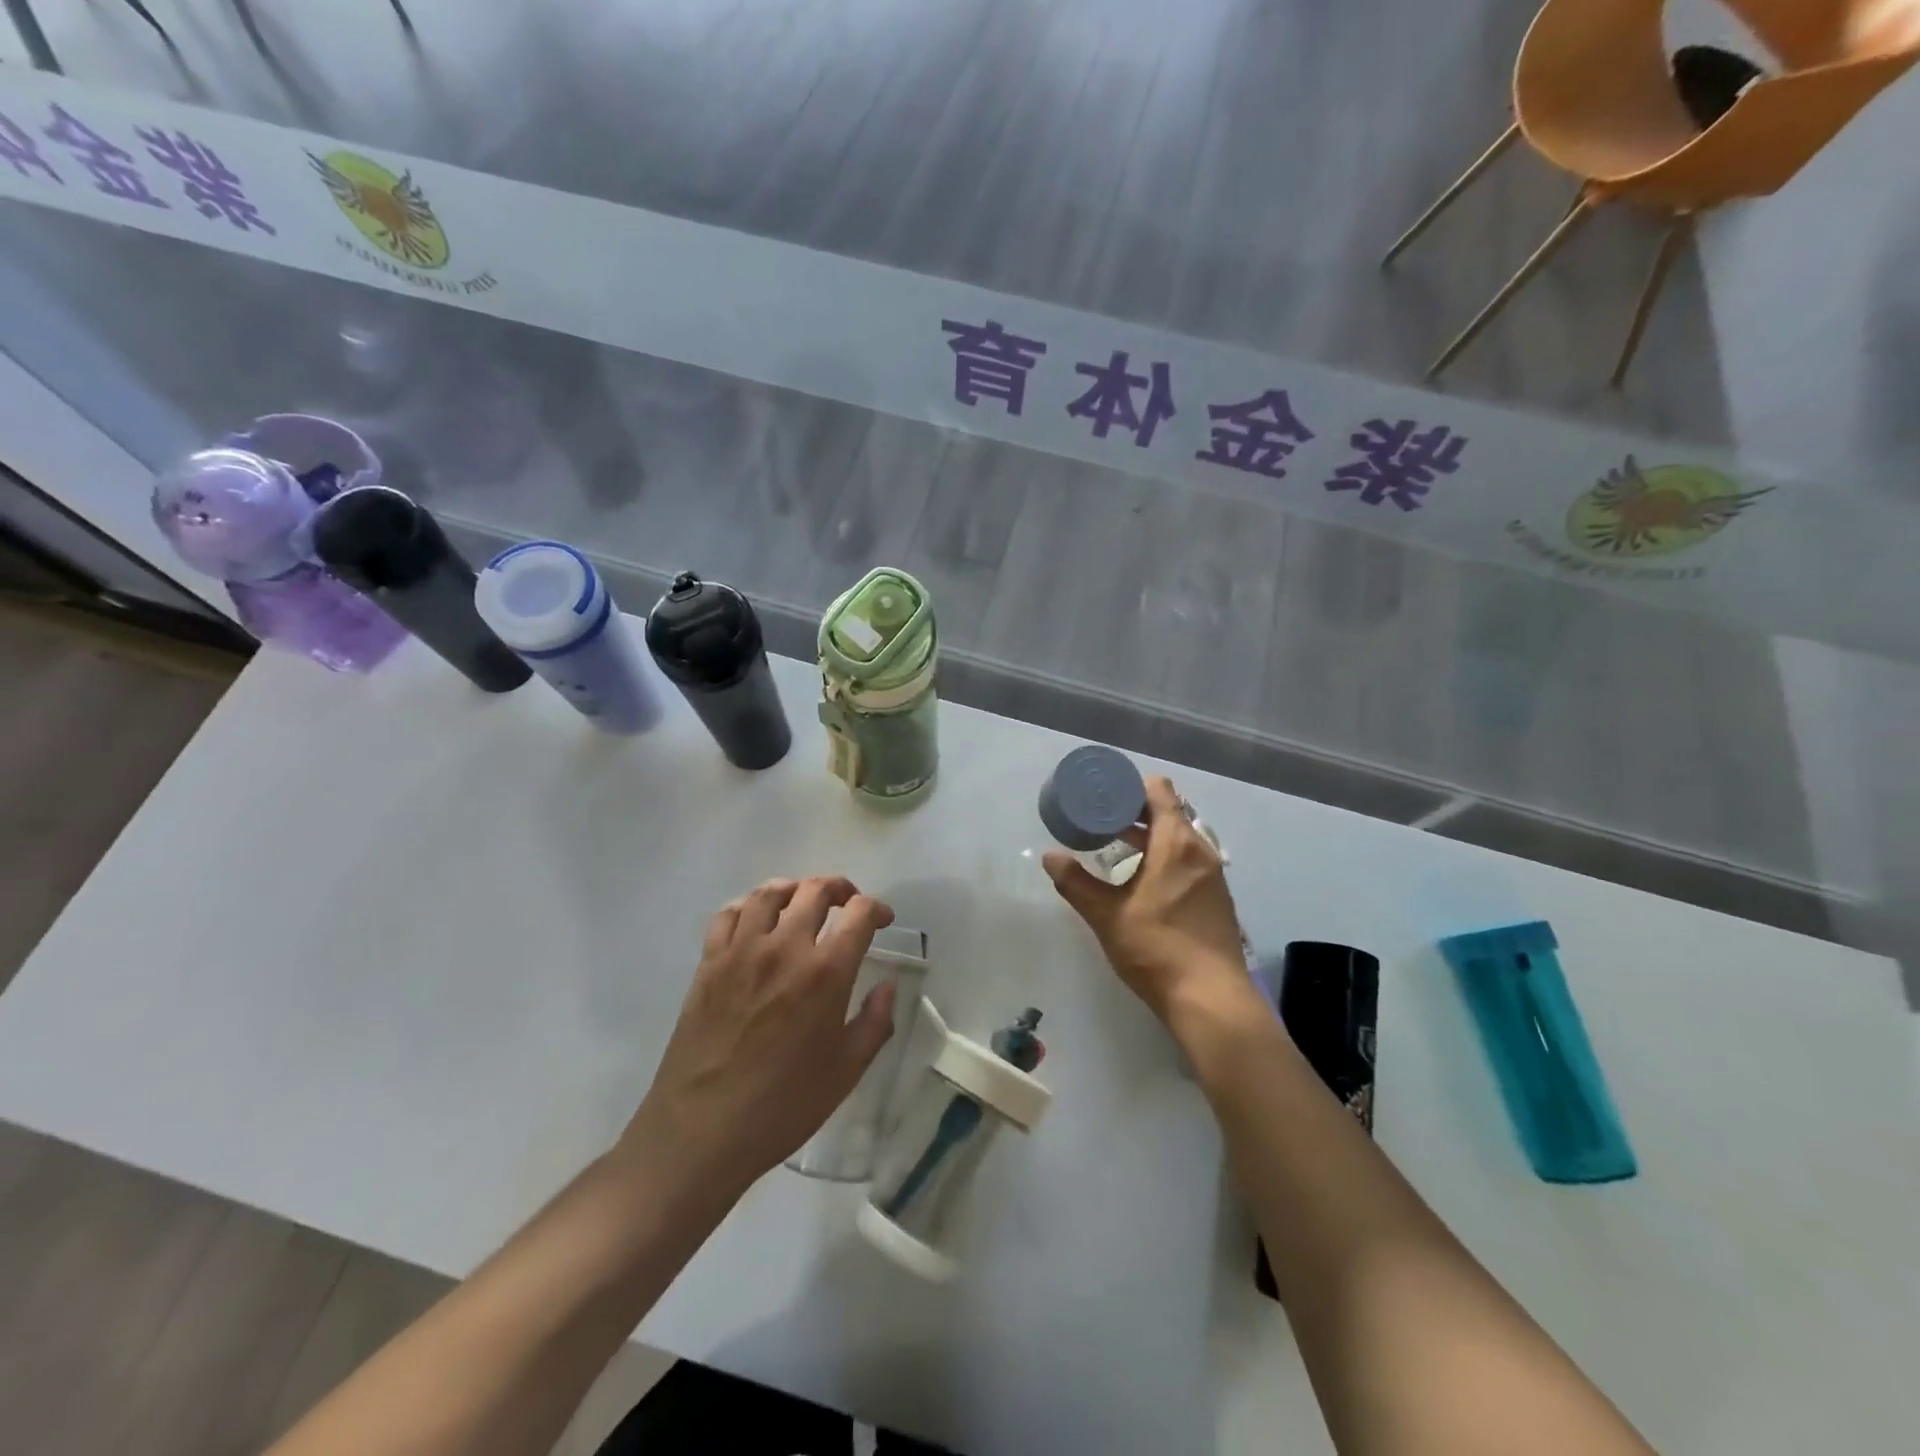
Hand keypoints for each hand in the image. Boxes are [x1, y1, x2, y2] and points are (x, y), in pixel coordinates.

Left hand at [623, 877, 897, 1195]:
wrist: (702, 1132)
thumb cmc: (783, 1106)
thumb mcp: (846, 1071)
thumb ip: (875, 1022)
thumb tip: (888, 985)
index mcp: (826, 973)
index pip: (859, 913)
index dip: (877, 908)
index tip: (882, 920)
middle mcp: (785, 948)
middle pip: (815, 891)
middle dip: (840, 889)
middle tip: (848, 904)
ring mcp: (741, 952)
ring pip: (770, 893)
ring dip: (795, 888)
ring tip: (804, 901)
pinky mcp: (709, 963)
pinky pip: (729, 914)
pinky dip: (749, 906)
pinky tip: (757, 921)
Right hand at [1044, 775, 1256, 1027]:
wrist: (1211, 999)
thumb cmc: (1157, 948)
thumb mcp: (1107, 915)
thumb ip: (1077, 883)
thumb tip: (1050, 857)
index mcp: (1176, 843)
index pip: (1159, 791)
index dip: (1131, 786)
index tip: (1105, 794)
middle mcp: (1200, 851)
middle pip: (1169, 812)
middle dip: (1134, 812)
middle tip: (1100, 819)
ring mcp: (1212, 875)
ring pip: (1179, 838)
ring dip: (1150, 837)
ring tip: (1115, 846)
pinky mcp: (1216, 897)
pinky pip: (1188, 860)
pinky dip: (1165, 857)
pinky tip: (1142, 878)